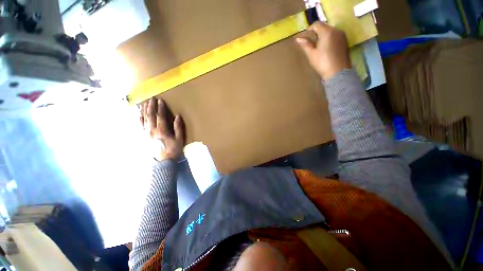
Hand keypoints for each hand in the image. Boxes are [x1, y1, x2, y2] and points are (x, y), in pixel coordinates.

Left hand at [140, 98, 184, 160]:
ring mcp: (146, 133)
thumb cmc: (173, 150)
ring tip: (145, 103)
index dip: (160, 108)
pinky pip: (140, 126)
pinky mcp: (143, 137)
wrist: (163, 161)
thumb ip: (178, 127)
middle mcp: (152, 130)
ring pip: (144, 119)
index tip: (161, 101)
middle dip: (151, 106)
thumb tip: (178, 116)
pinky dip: (139, 119)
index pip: (160, 116)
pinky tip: (139, 115)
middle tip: (152, 98)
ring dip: (144, 110)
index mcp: (161, 131)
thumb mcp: (179, 139)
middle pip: (150, 116)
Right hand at [296, 21, 350, 80]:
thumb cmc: (322, 63)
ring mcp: (342, 35)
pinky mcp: (345, 42)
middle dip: (317, 33)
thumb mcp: (311, 54)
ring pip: (330, 31)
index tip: (305, 38)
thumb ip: (305, 45)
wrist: (337, 72)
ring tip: (318, 47)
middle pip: (324, 27)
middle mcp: (336, 30)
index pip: (317, 24)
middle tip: (311, 43)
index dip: (309, 29)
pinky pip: (335, 36)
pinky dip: (329, 39)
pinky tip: (326, 49)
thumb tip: (298, 39)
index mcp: (327, 31)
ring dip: (323, 36)